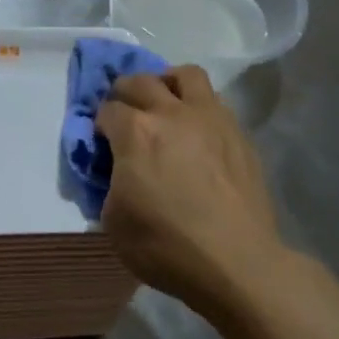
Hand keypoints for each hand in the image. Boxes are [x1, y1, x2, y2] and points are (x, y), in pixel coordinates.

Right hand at [96, 66, 291, 317]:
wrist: (238, 264)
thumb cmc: (165, 246)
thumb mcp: (113, 220)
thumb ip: (110, 182)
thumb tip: (117, 171)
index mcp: (136, 132)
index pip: (106, 110)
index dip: (99, 125)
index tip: (101, 143)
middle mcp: (172, 113)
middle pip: (140, 80)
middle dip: (124, 92)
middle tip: (125, 115)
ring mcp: (211, 119)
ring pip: (186, 74)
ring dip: (167, 84)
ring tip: (165, 106)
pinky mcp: (239, 134)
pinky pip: (214, 103)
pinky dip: (198, 109)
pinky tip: (196, 135)